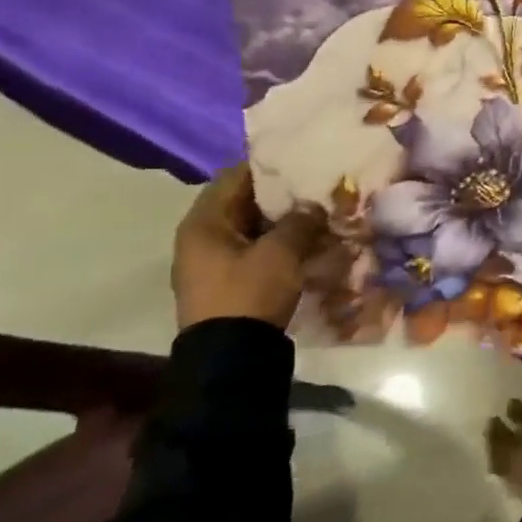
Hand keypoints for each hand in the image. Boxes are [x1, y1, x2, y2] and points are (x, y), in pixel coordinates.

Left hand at [172, 165, 326, 332]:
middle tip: (318, 189)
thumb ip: (300, 221)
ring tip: (320, 215)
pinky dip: (278, 243)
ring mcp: (211, 262)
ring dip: (282, 222)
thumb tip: (314, 206)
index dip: (269, 167)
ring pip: (251, 228)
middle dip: (281, 196)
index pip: (235, 177)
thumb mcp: (280, 252)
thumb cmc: (249, 293)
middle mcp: (201, 237)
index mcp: (203, 222)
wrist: (230, 359)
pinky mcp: (226, 282)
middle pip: (243, 202)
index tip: (303, 162)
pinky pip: (253, 250)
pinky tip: (308, 243)